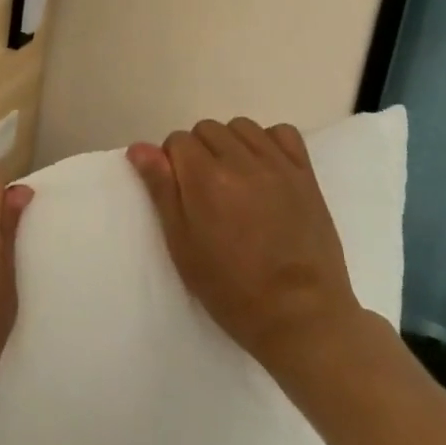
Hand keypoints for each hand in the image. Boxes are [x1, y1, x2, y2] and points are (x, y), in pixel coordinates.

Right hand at [128, 118, 372, 387]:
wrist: (301, 318)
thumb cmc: (232, 289)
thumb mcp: (182, 246)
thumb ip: (161, 189)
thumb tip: (140, 148)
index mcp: (206, 178)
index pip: (176, 141)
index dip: (172, 163)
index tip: (181, 193)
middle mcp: (241, 161)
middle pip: (207, 129)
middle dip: (199, 151)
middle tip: (207, 190)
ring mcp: (277, 165)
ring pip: (241, 126)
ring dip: (232, 144)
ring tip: (236, 178)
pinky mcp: (306, 174)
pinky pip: (283, 133)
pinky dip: (269, 142)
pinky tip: (266, 168)